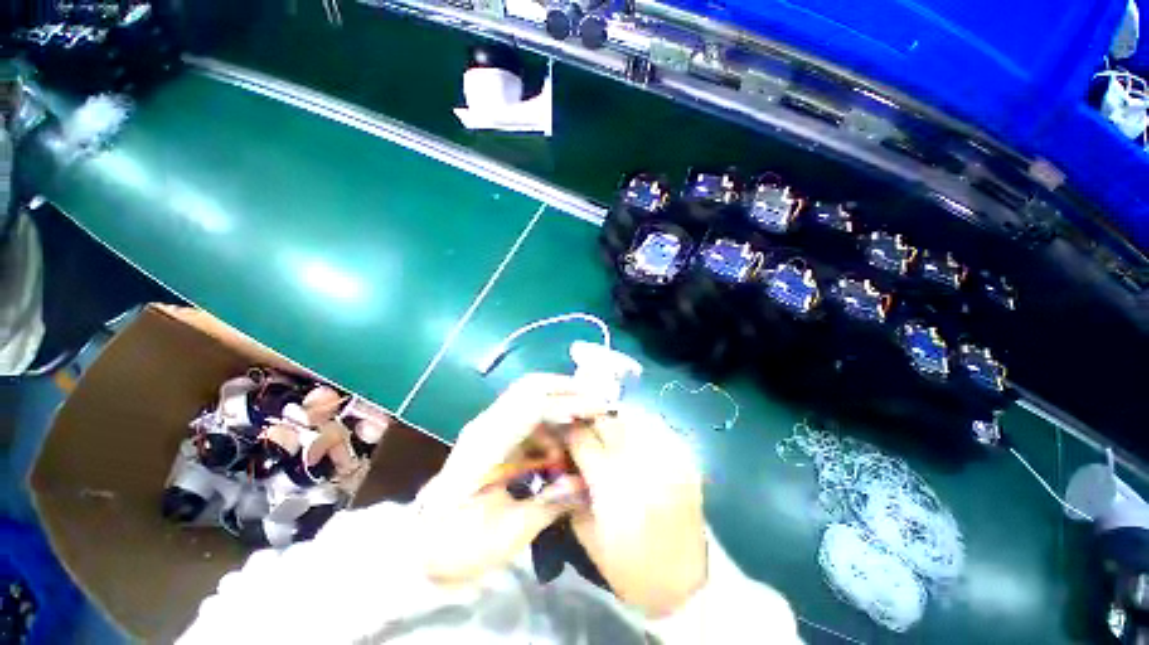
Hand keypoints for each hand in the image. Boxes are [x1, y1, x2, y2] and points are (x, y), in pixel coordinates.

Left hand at [416, 373, 606, 585]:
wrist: (421, 548)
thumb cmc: (460, 544)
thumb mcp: (509, 532)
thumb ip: (551, 502)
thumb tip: (585, 482)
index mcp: (488, 443)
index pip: (533, 405)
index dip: (569, 403)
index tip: (599, 409)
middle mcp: (488, 424)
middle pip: (531, 387)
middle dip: (567, 388)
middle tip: (596, 400)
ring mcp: (488, 426)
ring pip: (530, 396)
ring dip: (559, 402)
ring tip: (584, 421)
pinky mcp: (493, 434)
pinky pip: (527, 414)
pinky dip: (549, 420)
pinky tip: (560, 444)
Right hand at [566, 406, 707, 617]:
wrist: (683, 584)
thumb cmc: (629, 566)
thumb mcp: (586, 535)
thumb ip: (571, 493)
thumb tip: (563, 464)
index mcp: (609, 480)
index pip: (580, 436)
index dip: (567, 431)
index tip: (562, 431)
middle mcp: (636, 459)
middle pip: (605, 419)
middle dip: (590, 422)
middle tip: (586, 431)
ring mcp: (664, 455)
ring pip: (632, 416)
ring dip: (615, 422)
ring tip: (611, 432)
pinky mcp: (684, 459)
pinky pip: (658, 427)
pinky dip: (641, 427)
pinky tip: (635, 438)